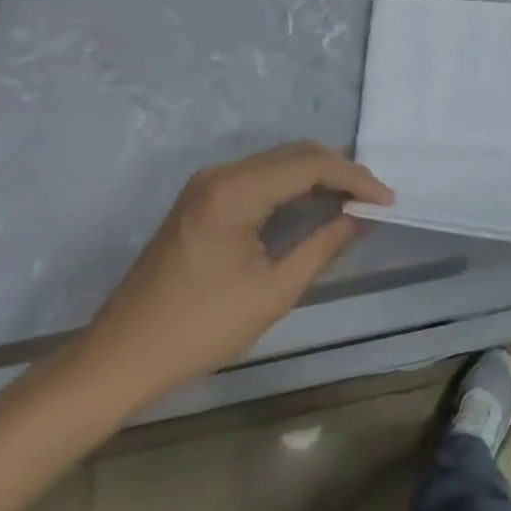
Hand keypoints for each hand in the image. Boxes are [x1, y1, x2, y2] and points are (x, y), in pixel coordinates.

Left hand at [70, 142, 392, 413]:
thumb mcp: (273, 292)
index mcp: (236, 191)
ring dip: (318, 176)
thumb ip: (323, 246)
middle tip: (375, 200)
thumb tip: (361, 218)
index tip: (388, 201)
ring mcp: (207, 184)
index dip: (355, 178)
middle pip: (295, 153)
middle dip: (340, 171)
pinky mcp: (202, 200)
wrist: (121, 356)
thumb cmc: (200, 329)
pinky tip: (313, 205)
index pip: (311, 165)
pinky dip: (293, 185)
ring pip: (278, 162)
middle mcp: (221, 174)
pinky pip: (260, 177)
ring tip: (353, 202)